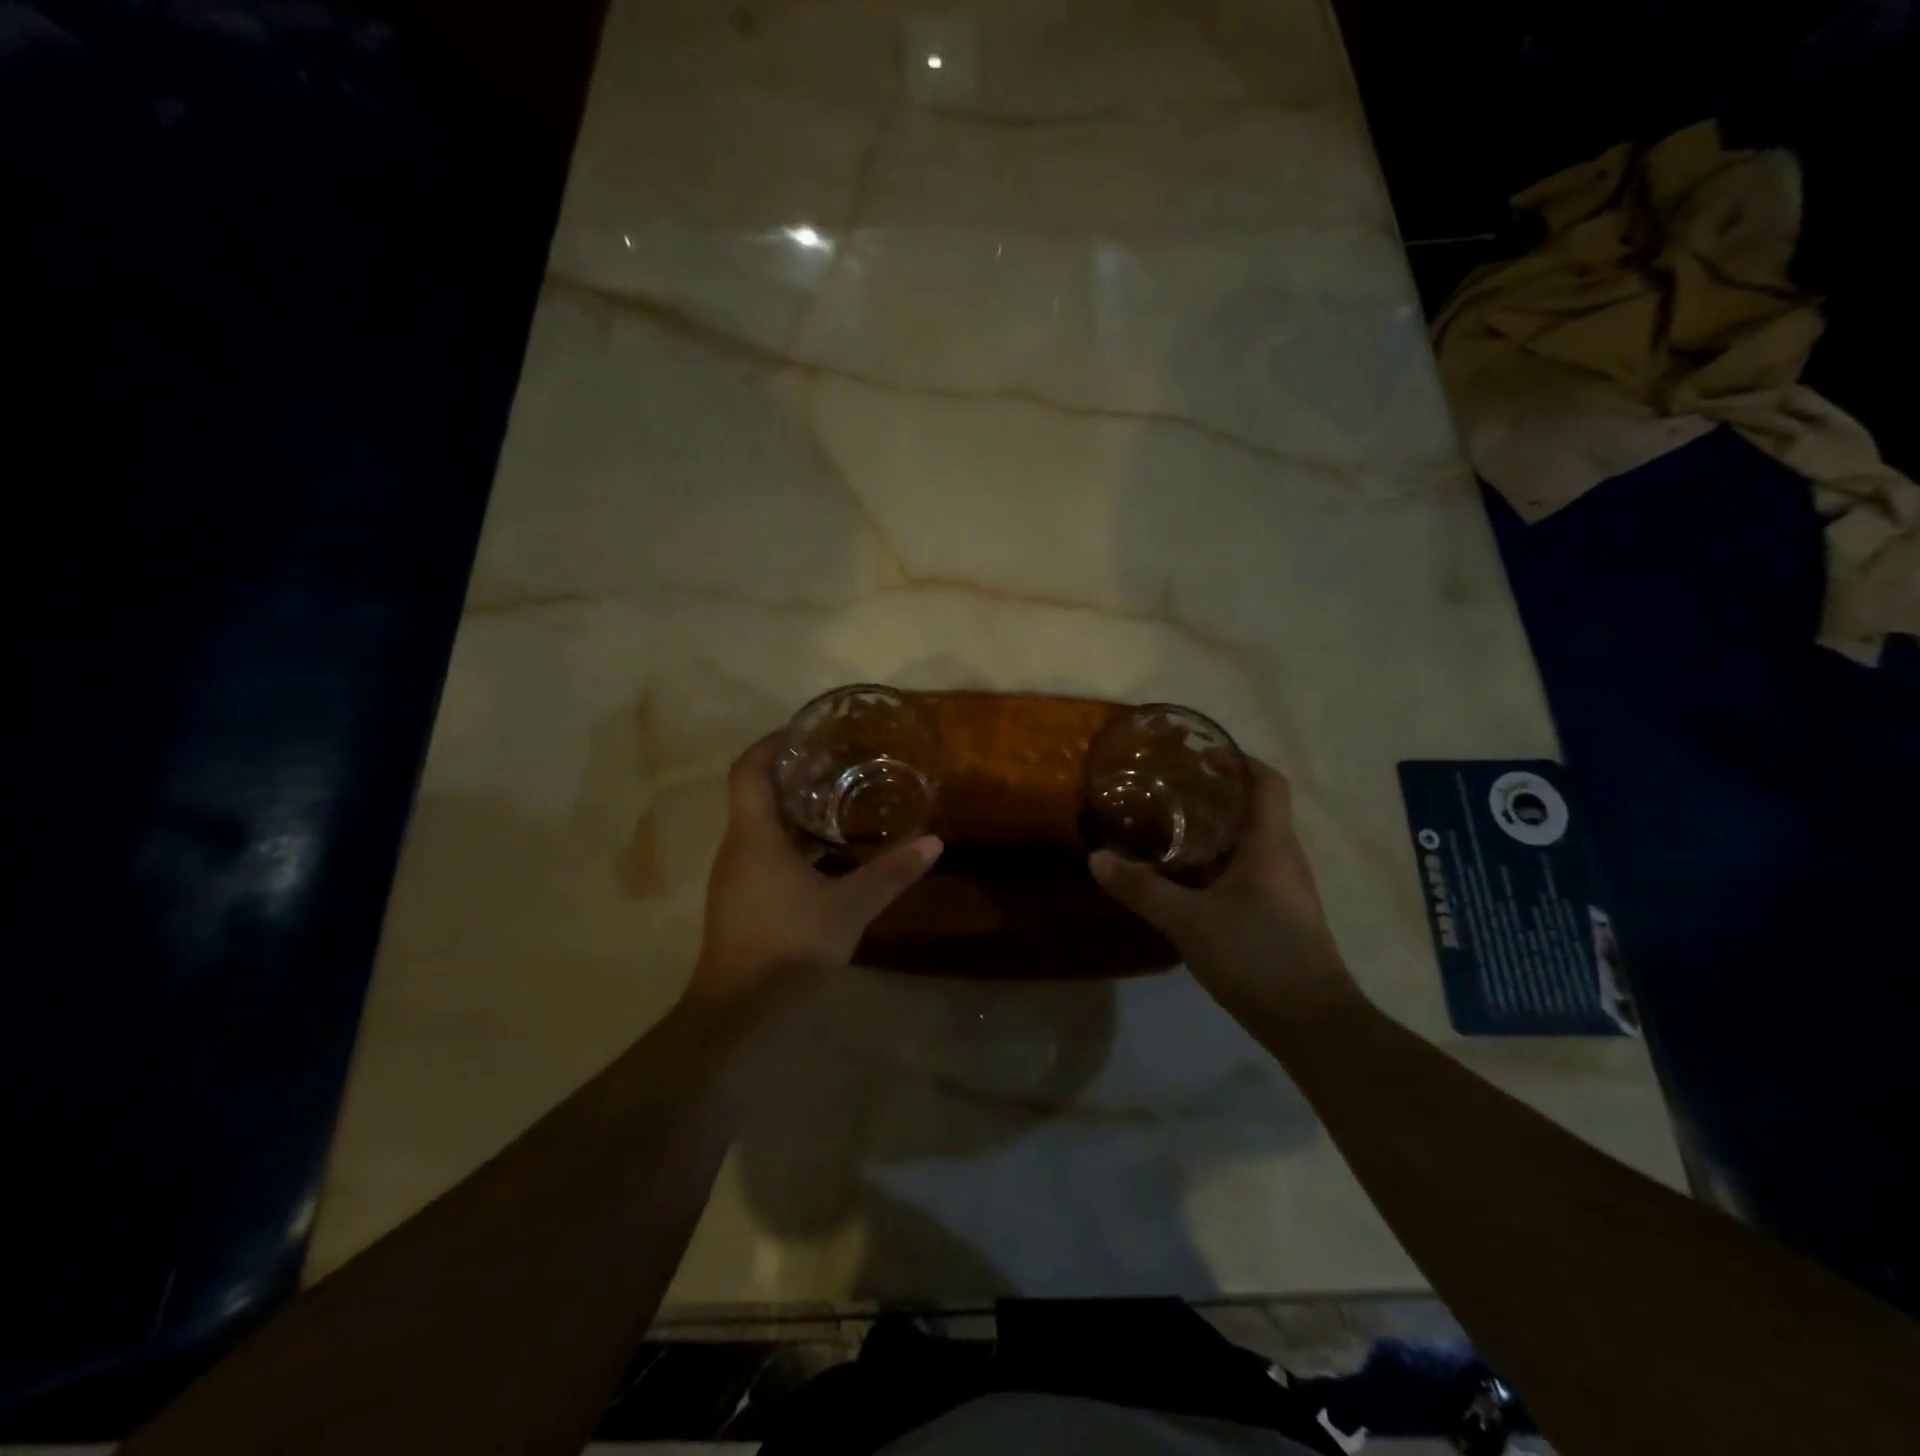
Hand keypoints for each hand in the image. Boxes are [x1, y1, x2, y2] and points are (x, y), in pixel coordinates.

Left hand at [689, 735, 942, 1005]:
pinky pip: (766, 854)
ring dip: (797, 812)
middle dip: (794, 775)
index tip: (807, 732)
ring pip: (763, 827)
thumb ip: (891, 873)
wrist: (739, 1012)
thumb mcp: (849, 907)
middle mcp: (738, 848)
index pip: (750, 769)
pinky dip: (795, 844)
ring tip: (842, 802)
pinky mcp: (743, 900)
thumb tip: (934, 843)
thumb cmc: (789, 945)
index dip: (774, 743)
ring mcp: (737, 876)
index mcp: (754, 835)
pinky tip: (830, 855)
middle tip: (839, 764)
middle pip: (758, 794)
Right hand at [1089, 757, 1358, 1020]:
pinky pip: (1249, 869)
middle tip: (1170, 789)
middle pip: (1256, 808)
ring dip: (1216, 828)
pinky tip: (1188, 877)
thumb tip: (1096, 858)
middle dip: (1217, 793)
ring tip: (1170, 826)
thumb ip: (1142, 889)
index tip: (1200, 756)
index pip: (1266, 782)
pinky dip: (1219, 860)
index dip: (1238, 760)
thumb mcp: (1188, 921)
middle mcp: (1283, 858)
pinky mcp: (1280, 913)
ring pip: (1251, 841)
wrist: (1312, 1023)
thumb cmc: (1256, 956)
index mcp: (1270, 845)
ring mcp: (1285, 888)